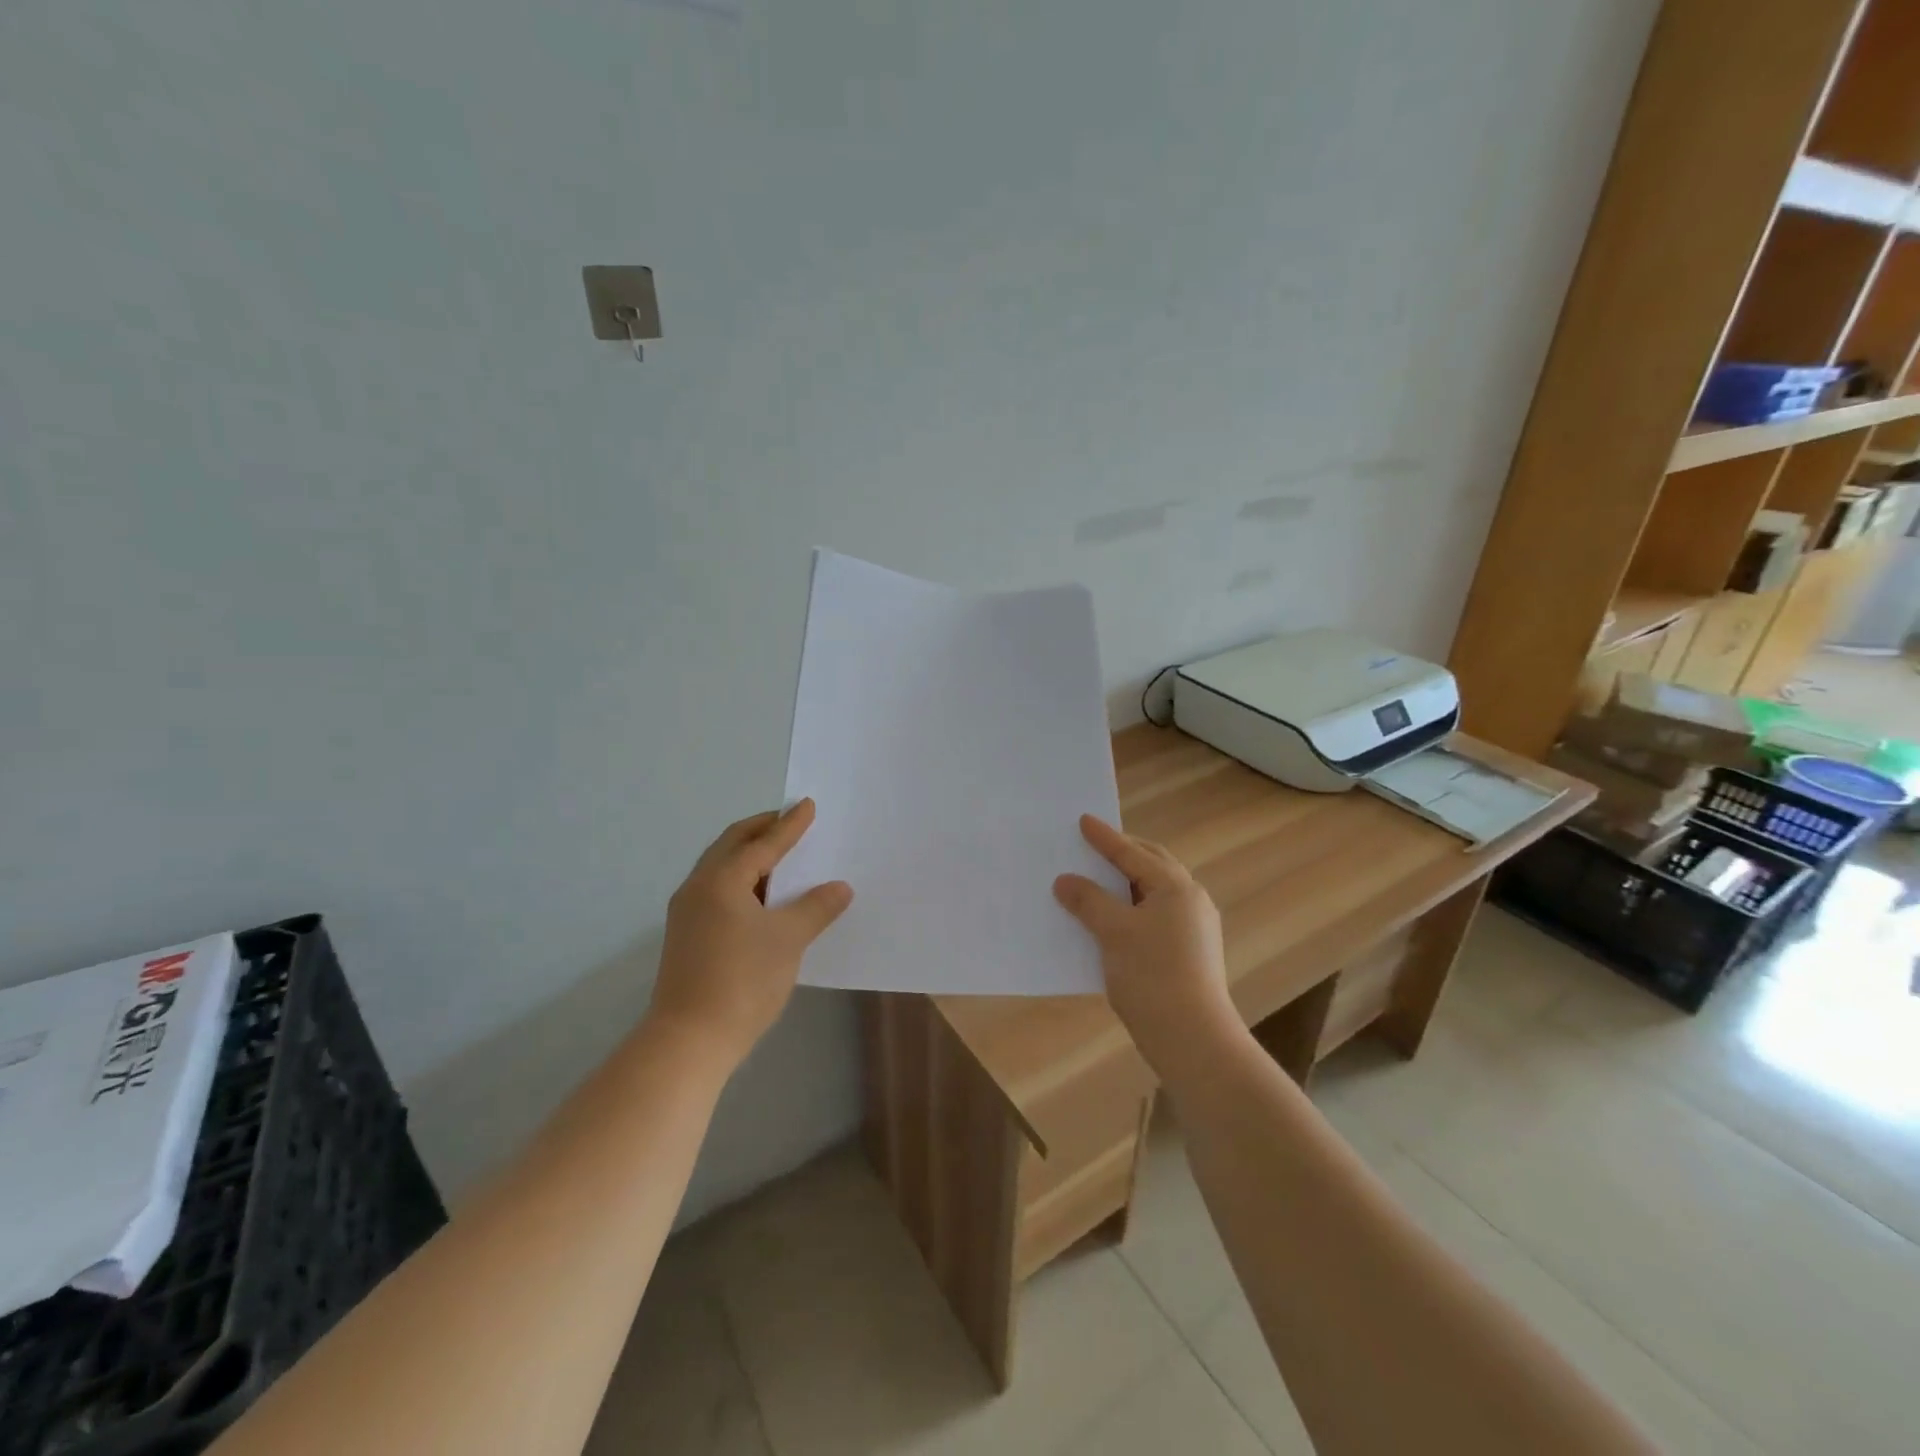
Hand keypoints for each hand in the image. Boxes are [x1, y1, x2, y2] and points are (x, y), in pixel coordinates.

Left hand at [650, 800, 852, 1065]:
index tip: (808, 805)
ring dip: (751, 856)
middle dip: (762, 830)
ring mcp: (688, 913)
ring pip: (722, 868)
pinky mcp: (687, 936)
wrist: (689, 1040)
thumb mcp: (788, 940)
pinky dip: (743, 881)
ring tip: (781, 855)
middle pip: (732, 845)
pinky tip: (763, 896)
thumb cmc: (742, 981)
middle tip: (790, 820)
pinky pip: (718, 891)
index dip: (789, 825)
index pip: (762, 843)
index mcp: (721, 880)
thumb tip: (840, 887)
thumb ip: (816, 907)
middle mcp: (698, 887)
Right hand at [1053, 815, 1236, 1075]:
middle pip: (1152, 865)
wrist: (1192, 1038)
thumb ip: (1088, 901)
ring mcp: (1194, 928)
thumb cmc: (1152, 976)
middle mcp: (1190, 900)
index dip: (1105, 838)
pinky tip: (1111, 920)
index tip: (1083, 820)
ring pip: (1154, 892)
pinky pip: (1155, 915)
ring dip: (1126, 883)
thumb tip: (1064, 881)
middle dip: (1123, 854)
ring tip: (1098, 880)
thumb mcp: (1114, 932)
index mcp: (1176, 888)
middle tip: (1094, 845)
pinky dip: (1132, 908)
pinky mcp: (1189, 952)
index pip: (1133, 854)